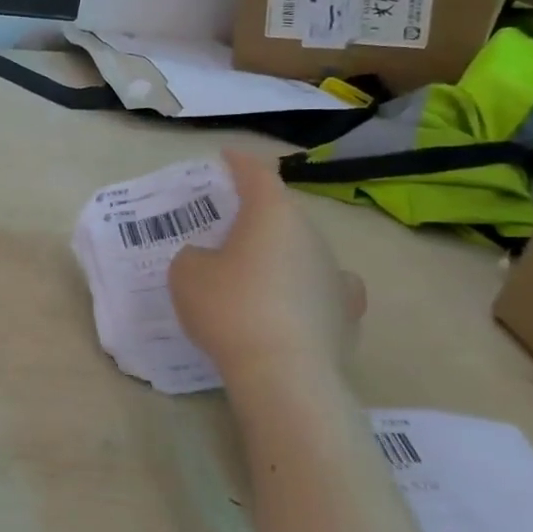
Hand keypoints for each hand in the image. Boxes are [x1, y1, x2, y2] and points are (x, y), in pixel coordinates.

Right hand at [168, 150, 364, 382]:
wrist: (284, 373)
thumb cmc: (229, 308)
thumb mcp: (186, 273)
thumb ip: (194, 256)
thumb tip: (210, 260)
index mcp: (272, 214)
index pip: (257, 174)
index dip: (239, 163)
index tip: (226, 158)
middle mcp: (311, 235)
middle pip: (282, 214)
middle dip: (256, 215)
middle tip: (225, 226)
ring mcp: (335, 274)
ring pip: (303, 250)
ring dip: (279, 253)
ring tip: (252, 271)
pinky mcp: (346, 313)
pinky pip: (322, 288)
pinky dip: (307, 288)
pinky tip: (295, 301)